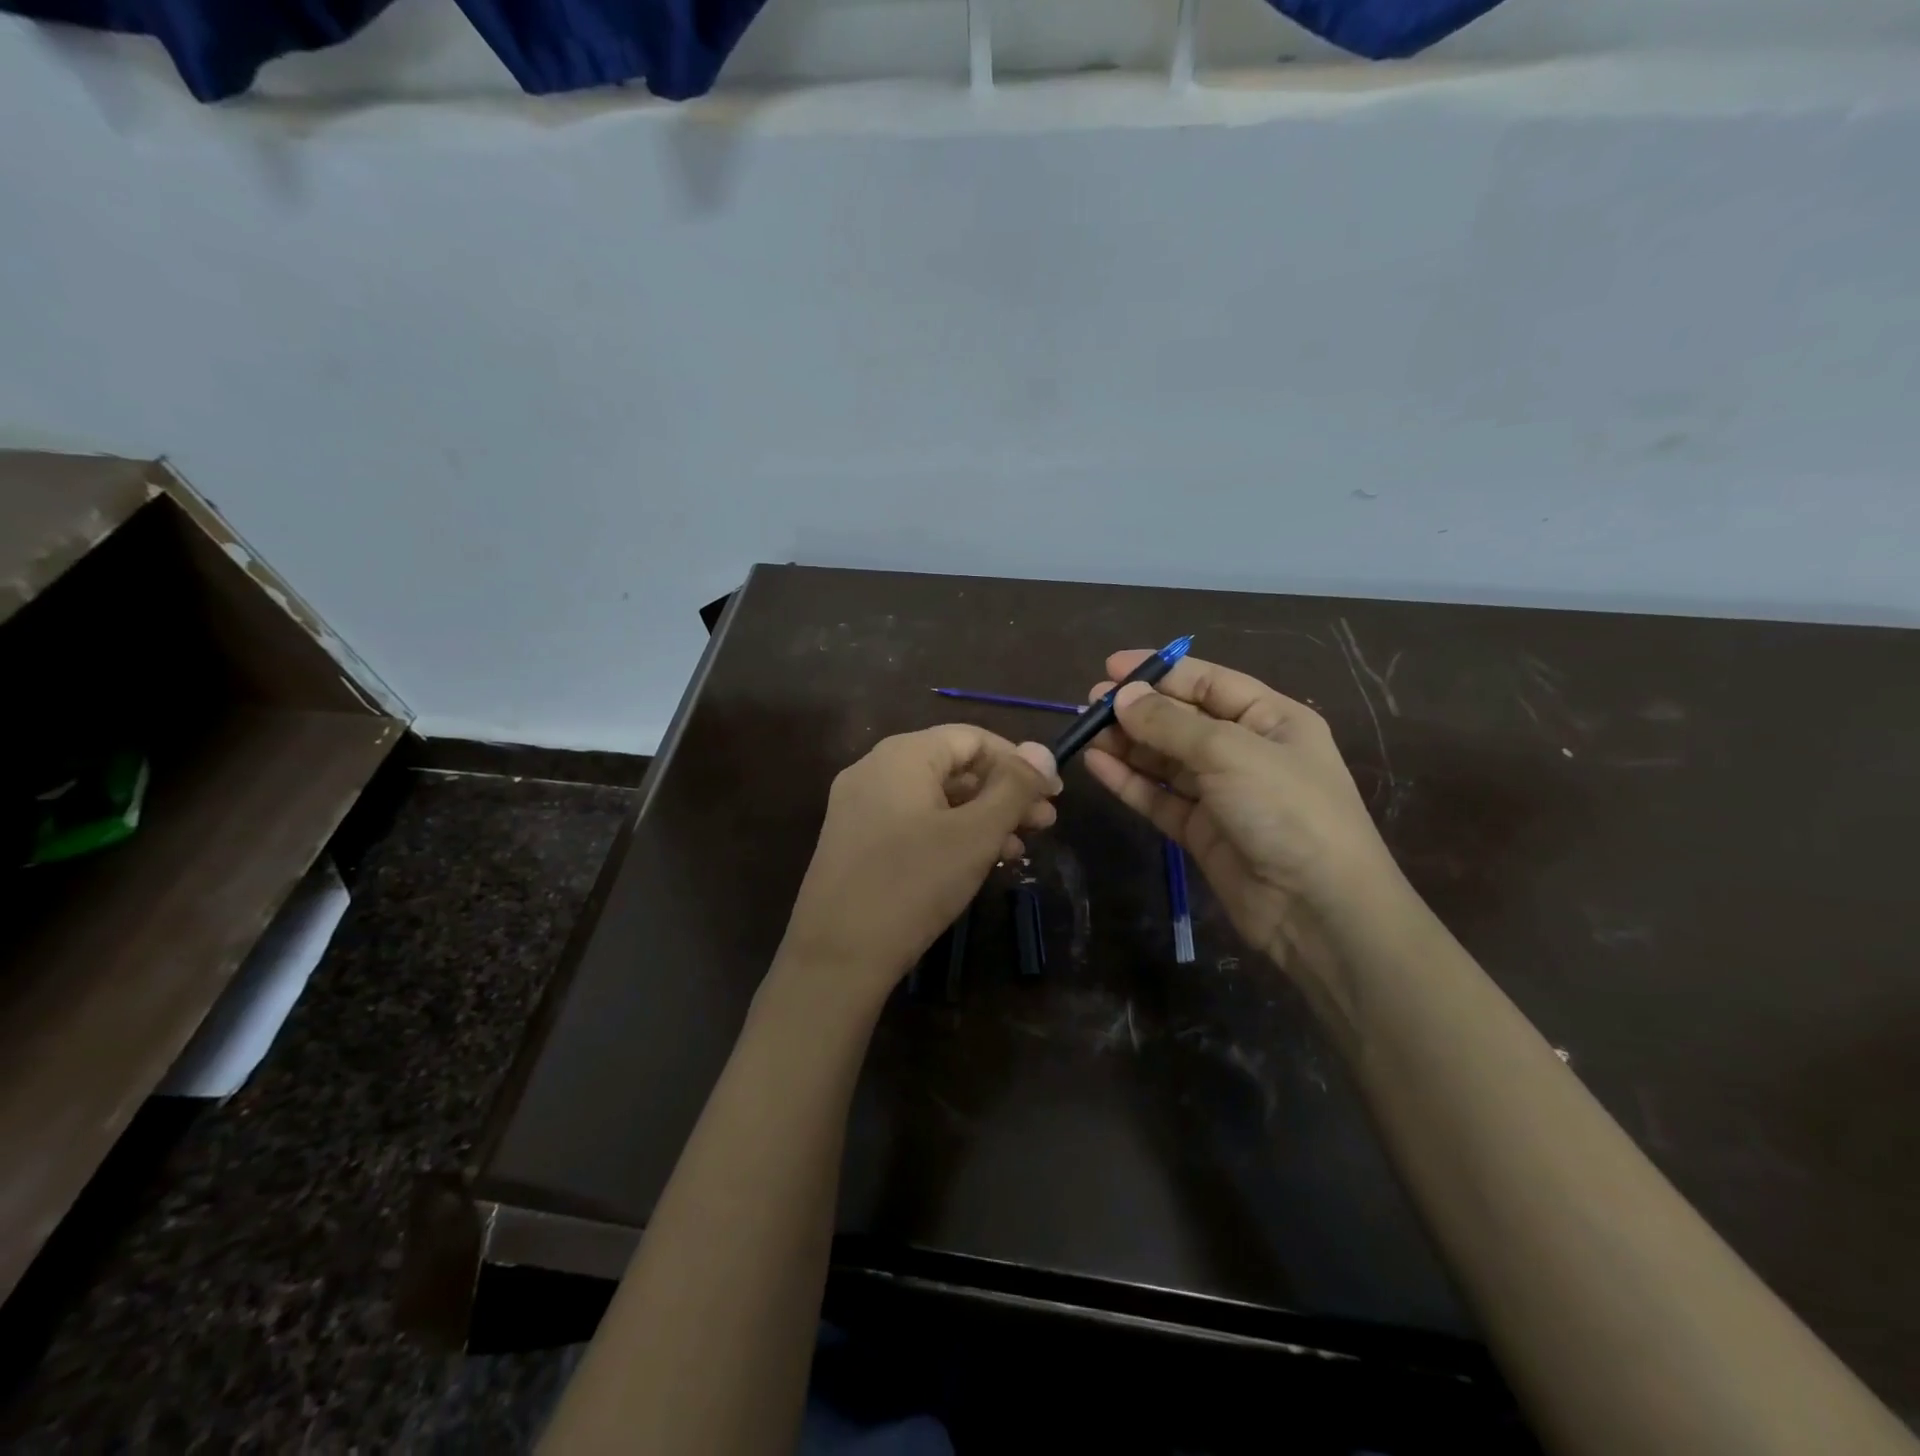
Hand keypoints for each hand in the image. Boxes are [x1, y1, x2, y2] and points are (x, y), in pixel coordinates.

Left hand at [776, 725, 1059, 1010]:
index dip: (1018, 762)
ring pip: (935, 797)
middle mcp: (875, 769)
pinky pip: (914, 821)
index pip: (972, 738)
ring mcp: (860, 806)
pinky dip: (950, 833)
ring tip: (1019, 848)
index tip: (1053, 794)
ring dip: (982, 816)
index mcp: (902, 755)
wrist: (835, 957)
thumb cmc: (913, 884)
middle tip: (1044, 824)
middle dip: (1004, 792)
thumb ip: (1014, 788)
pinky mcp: (855, 840)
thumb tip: (1042, 750)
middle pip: (954, 766)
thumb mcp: (975, 834)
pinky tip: (978, 862)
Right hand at [1083, 651, 1401, 975]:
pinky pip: (1159, 797)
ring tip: (1085, 732)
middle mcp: (1247, 751)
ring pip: (1166, 759)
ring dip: (1128, 744)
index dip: (1161, 672)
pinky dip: (1129, 781)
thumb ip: (1171, 723)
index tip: (1111, 668)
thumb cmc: (1286, 810)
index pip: (1209, 682)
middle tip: (1091, 703)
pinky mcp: (1201, 831)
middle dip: (1138, 709)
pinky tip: (1097, 765)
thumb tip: (1123, 696)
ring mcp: (1223, 793)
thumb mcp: (1230, 752)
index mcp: (1271, 719)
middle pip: (1183, 720)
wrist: (1318, 909)